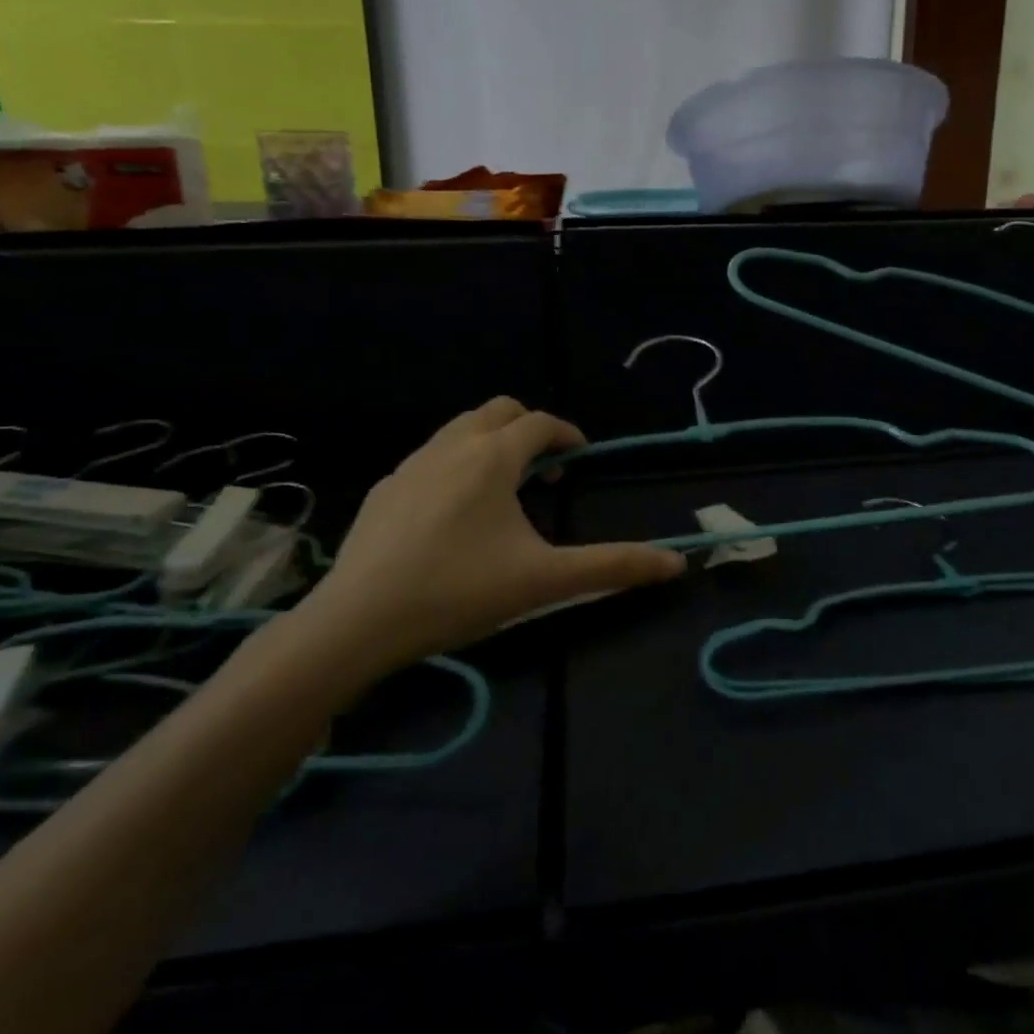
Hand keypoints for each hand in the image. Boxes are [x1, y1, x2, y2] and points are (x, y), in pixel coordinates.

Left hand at [285, 399, 684, 686]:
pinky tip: (453, 512)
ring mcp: (411, 464)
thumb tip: (676, 562)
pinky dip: (455, 463)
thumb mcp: (544, 580)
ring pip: (460, 428)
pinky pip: (430, 455)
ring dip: (490, 442)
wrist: (356, 622)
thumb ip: (612, 566)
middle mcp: (451, 446)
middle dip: (528, 428)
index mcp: (492, 457)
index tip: (581, 457)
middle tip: (544, 469)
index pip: (540, 423)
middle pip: (498, 410)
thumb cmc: (458, 592)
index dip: (567, 434)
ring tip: (503, 488)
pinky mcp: (384, 488)